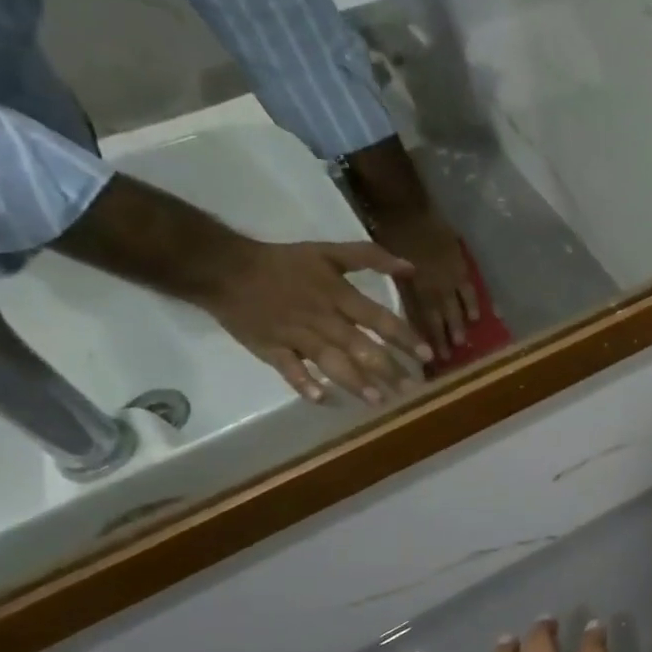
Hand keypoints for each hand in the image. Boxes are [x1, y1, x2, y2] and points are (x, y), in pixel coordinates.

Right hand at [187, 237, 430, 404]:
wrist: (223, 267)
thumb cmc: (283, 262)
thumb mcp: (328, 251)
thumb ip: (370, 257)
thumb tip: (410, 267)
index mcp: (337, 295)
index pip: (378, 318)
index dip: (404, 337)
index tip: (428, 356)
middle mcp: (321, 318)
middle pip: (360, 346)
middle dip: (388, 369)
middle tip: (412, 389)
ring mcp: (295, 335)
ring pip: (329, 361)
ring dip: (354, 381)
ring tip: (378, 400)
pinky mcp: (270, 349)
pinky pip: (288, 368)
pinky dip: (302, 383)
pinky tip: (321, 399)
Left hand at [342, 139, 479, 358]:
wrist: (406, 204)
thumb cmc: (387, 231)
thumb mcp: (385, 264)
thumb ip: (394, 287)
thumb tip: (391, 311)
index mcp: (413, 287)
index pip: (421, 319)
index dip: (425, 339)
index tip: (428, 359)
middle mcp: (433, 286)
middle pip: (440, 318)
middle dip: (443, 339)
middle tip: (448, 359)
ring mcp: (449, 276)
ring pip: (456, 306)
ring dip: (459, 326)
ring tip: (463, 343)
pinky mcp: (460, 264)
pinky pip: (470, 289)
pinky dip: (474, 303)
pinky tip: (480, 317)